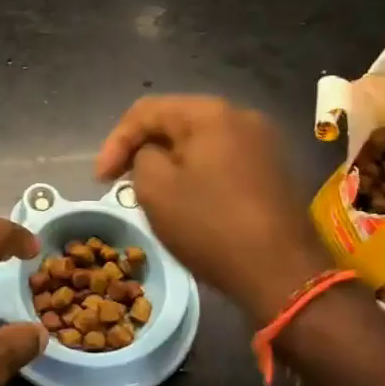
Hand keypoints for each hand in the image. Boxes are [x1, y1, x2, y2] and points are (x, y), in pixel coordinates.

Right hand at [96, 95, 328, 323]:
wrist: (284, 274)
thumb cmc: (212, 226)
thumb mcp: (156, 189)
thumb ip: (141, 157)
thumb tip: (153, 154)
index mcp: (210, 112)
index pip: (146, 111)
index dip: (116, 141)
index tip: (100, 179)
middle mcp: (241, 115)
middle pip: (176, 121)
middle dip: (143, 149)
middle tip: (121, 180)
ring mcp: (263, 142)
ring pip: (200, 141)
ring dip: (171, 161)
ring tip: (152, 192)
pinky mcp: (274, 169)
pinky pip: (223, 159)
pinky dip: (198, 172)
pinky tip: (190, 200)